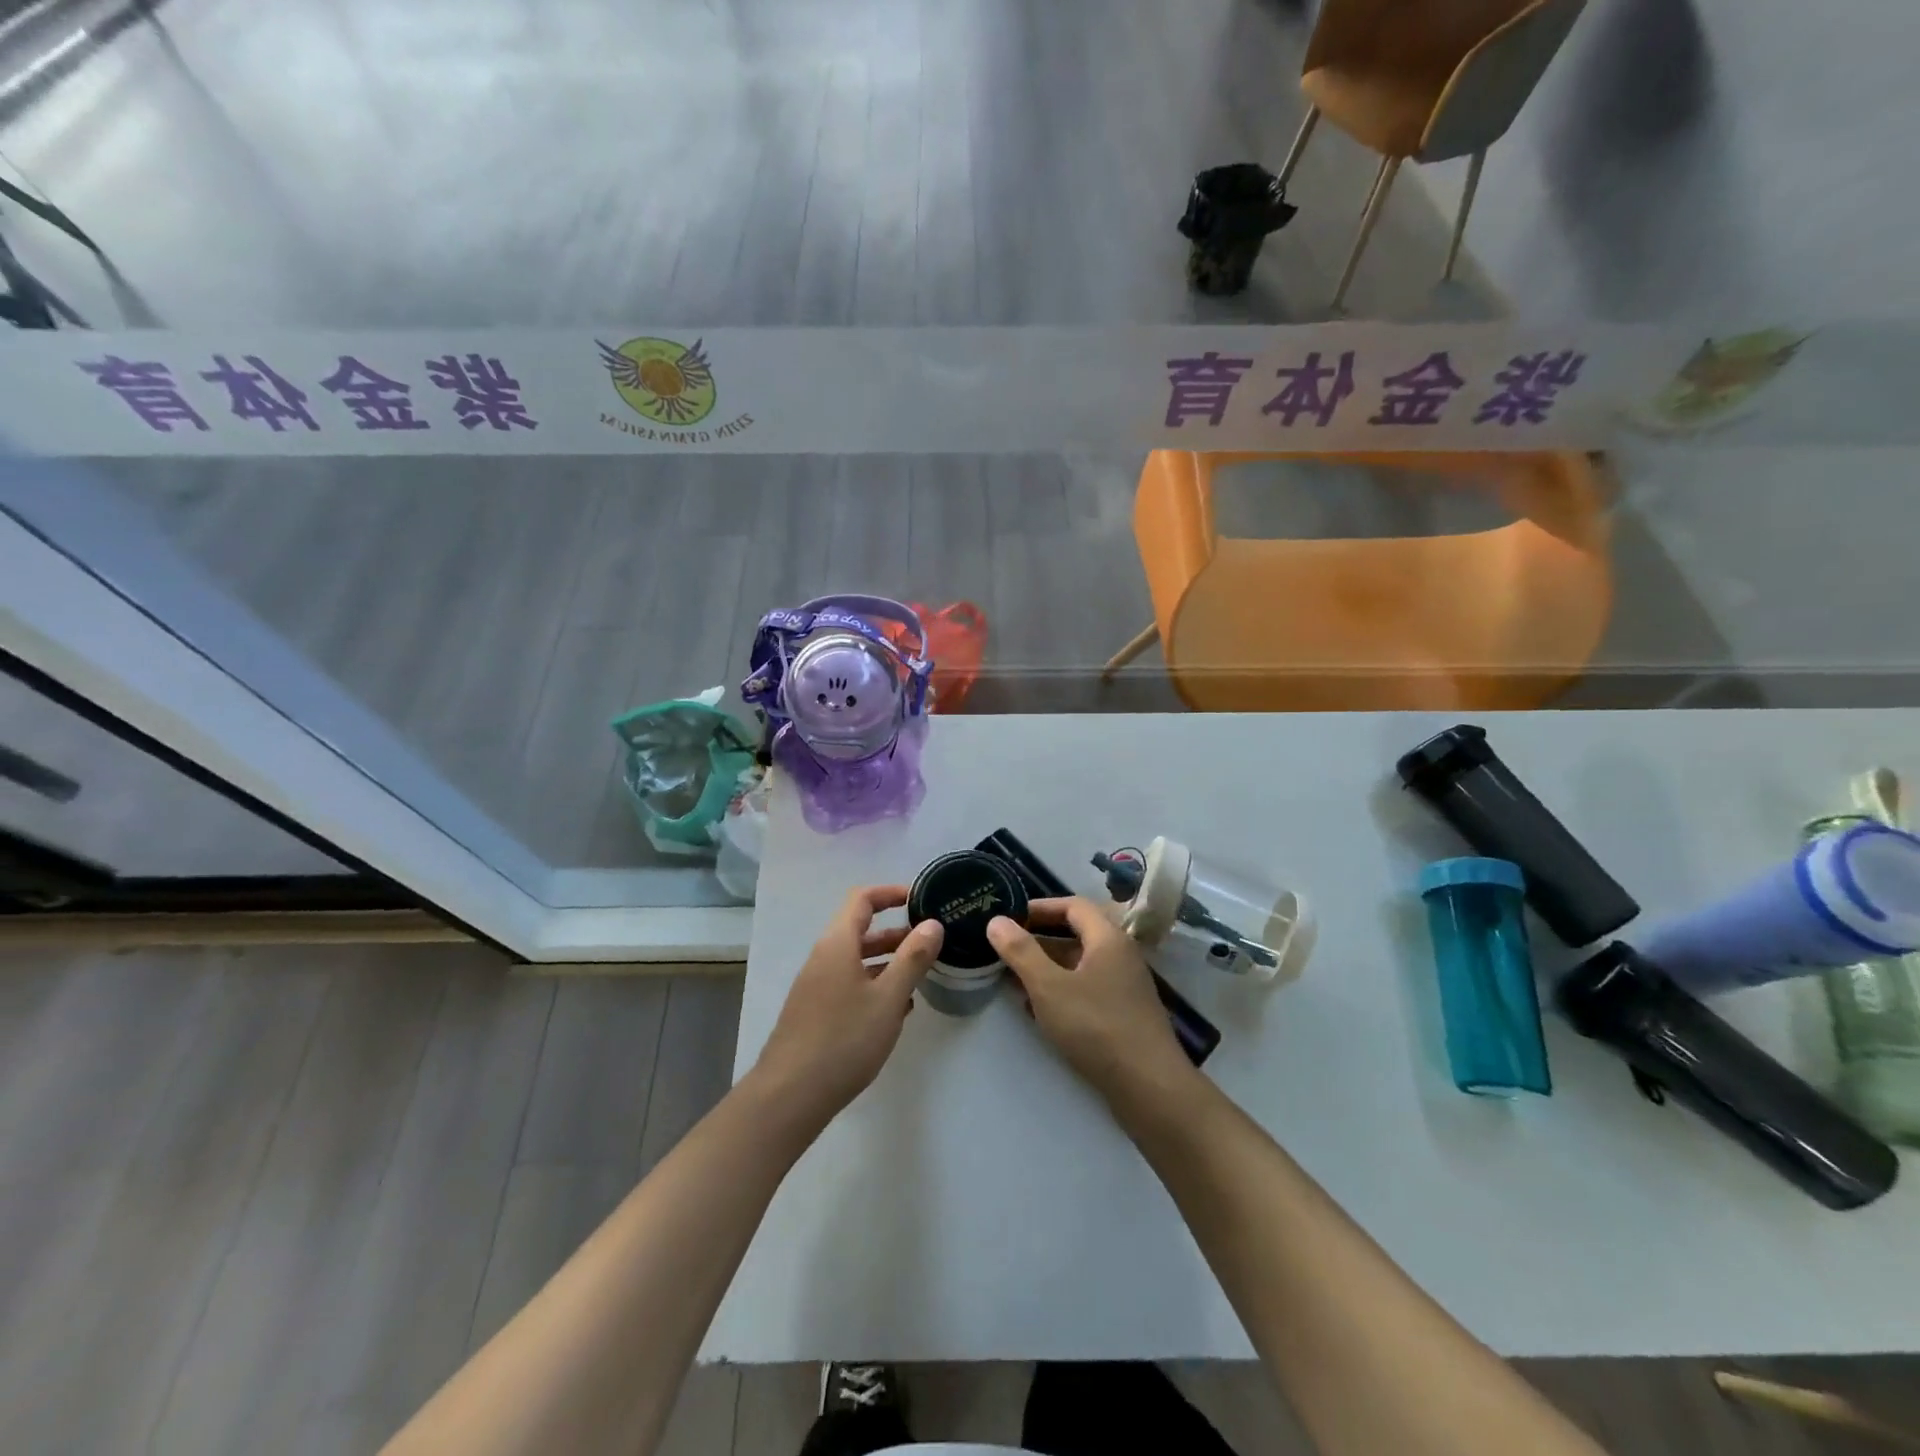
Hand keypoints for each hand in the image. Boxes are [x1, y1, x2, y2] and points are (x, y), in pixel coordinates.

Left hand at [749, 885, 943, 1132]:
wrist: (790, 1095)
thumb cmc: (844, 1038)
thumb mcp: (888, 997)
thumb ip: (913, 958)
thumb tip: (932, 924)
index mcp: (837, 944)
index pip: (862, 899)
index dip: (890, 893)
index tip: (919, 899)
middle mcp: (823, 958)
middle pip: (860, 931)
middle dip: (896, 933)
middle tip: (930, 943)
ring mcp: (816, 986)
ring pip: (856, 961)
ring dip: (888, 963)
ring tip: (920, 978)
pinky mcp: (815, 1012)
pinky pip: (849, 985)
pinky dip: (874, 987)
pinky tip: (896, 1011)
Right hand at [987, 898, 1194, 1100]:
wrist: (1149, 1087)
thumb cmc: (1096, 1026)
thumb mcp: (1049, 987)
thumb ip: (1021, 952)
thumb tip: (996, 921)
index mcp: (1108, 938)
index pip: (1073, 905)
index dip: (1040, 907)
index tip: (1011, 916)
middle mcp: (1120, 956)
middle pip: (1076, 934)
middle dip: (1039, 940)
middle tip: (1006, 947)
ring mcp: (1124, 986)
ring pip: (1079, 965)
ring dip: (1047, 968)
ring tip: (1012, 978)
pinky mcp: (1123, 1014)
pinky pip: (1086, 990)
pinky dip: (1061, 990)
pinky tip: (1037, 1009)